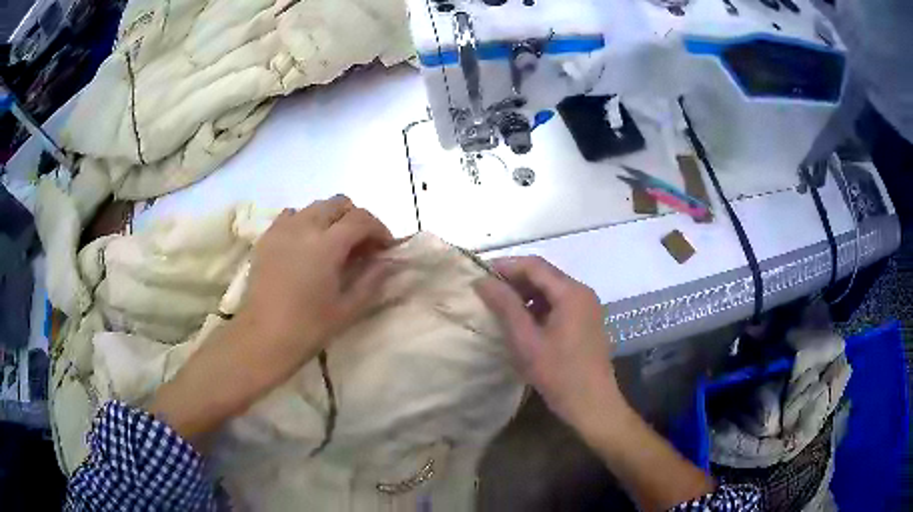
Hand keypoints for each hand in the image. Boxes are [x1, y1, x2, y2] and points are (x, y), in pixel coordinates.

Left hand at [150, 196, 395, 445]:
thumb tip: (388, 262)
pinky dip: (305, 221)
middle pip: (338, 203)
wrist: (262, 338)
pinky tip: (306, 245)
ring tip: (333, 245)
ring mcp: (281, 229)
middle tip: (361, 246)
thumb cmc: (307, 328)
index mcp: (327, 244)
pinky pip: (291, 215)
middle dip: (356, 219)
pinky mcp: (266, 237)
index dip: (379, 229)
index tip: (385, 248)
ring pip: (314, 206)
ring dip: (331, 218)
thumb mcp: (347, 309)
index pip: (361, 219)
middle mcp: (304, 226)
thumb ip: (372, 280)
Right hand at [475, 257, 715, 511]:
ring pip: (551, 290)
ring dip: (525, 294)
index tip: (479, 276)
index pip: (534, 265)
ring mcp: (587, 307)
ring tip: (500, 308)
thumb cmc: (559, 374)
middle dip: (514, 280)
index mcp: (571, 293)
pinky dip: (538, 307)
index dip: (505, 266)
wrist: (593, 405)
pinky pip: (559, 304)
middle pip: (544, 275)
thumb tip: (482, 280)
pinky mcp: (586, 321)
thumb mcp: (526, 341)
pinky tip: (522, 323)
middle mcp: (582, 293)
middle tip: (486, 292)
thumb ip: (505, 306)